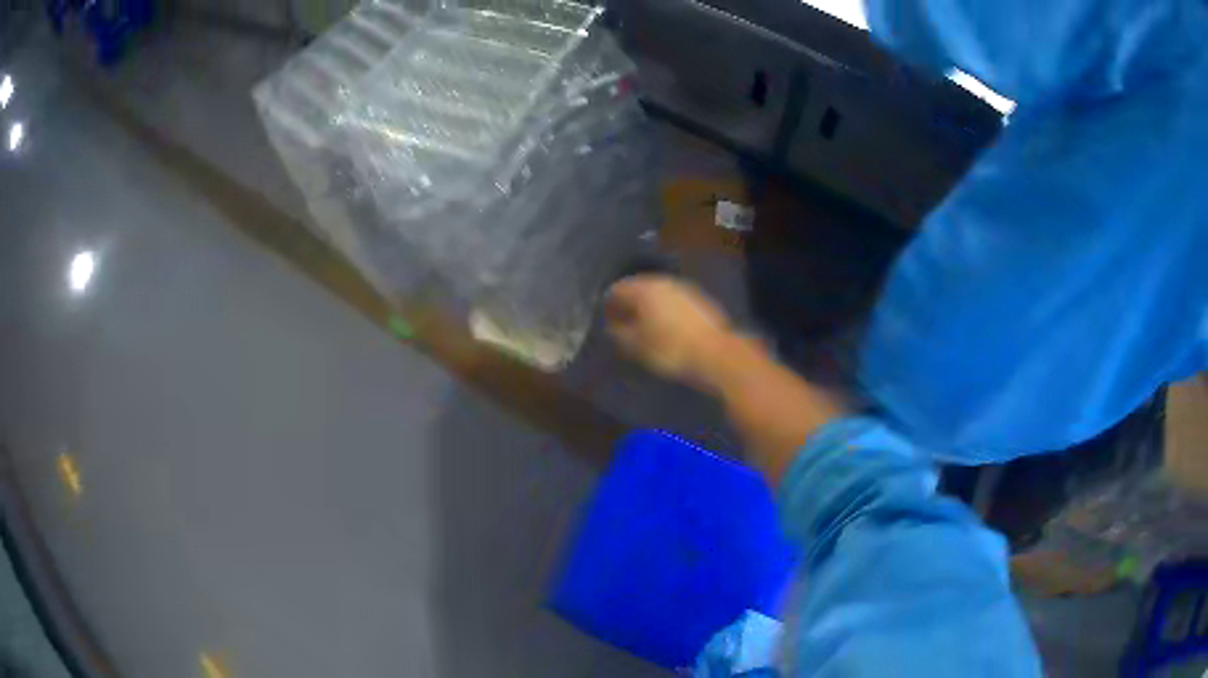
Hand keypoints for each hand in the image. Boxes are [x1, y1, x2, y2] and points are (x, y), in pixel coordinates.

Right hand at [604, 275, 732, 382]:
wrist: (716, 353)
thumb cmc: (670, 349)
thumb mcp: (637, 346)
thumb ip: (620, 333)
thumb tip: (612, 326)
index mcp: (645, 289)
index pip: (618, 289)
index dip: (609, 304)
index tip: (606, 320)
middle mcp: (664, 282)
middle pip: (639, 288)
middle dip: (629, 304)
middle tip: (623, 323)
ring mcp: (684, 289)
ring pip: (658, 294)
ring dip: (649, 307)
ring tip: (644, 327)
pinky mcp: (700, 300)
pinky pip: (674, 301)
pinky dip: (665, 311)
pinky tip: (666, 327)